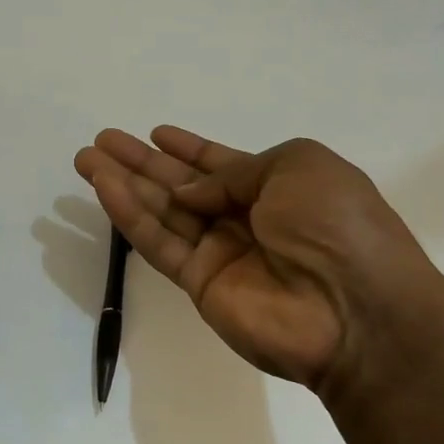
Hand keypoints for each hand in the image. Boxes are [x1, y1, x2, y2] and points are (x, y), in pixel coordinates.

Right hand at [74, 127, 443, 393]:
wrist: (357, 311)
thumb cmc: (336, 224)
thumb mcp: (298, 166)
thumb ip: (236, 172)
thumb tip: (188, 193)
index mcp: (277, 186)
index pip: (222, 164)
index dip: (188, 148)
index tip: (155, 133)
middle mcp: (245, 218)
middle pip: (182, 185)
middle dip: (142, 162)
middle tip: (101, 141)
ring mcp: (221, 253)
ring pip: (161, 211)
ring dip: (124, 184)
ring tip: (86, 159)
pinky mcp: (200, 284)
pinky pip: (159, 243)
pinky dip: (130, 216)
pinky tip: (104, 188)